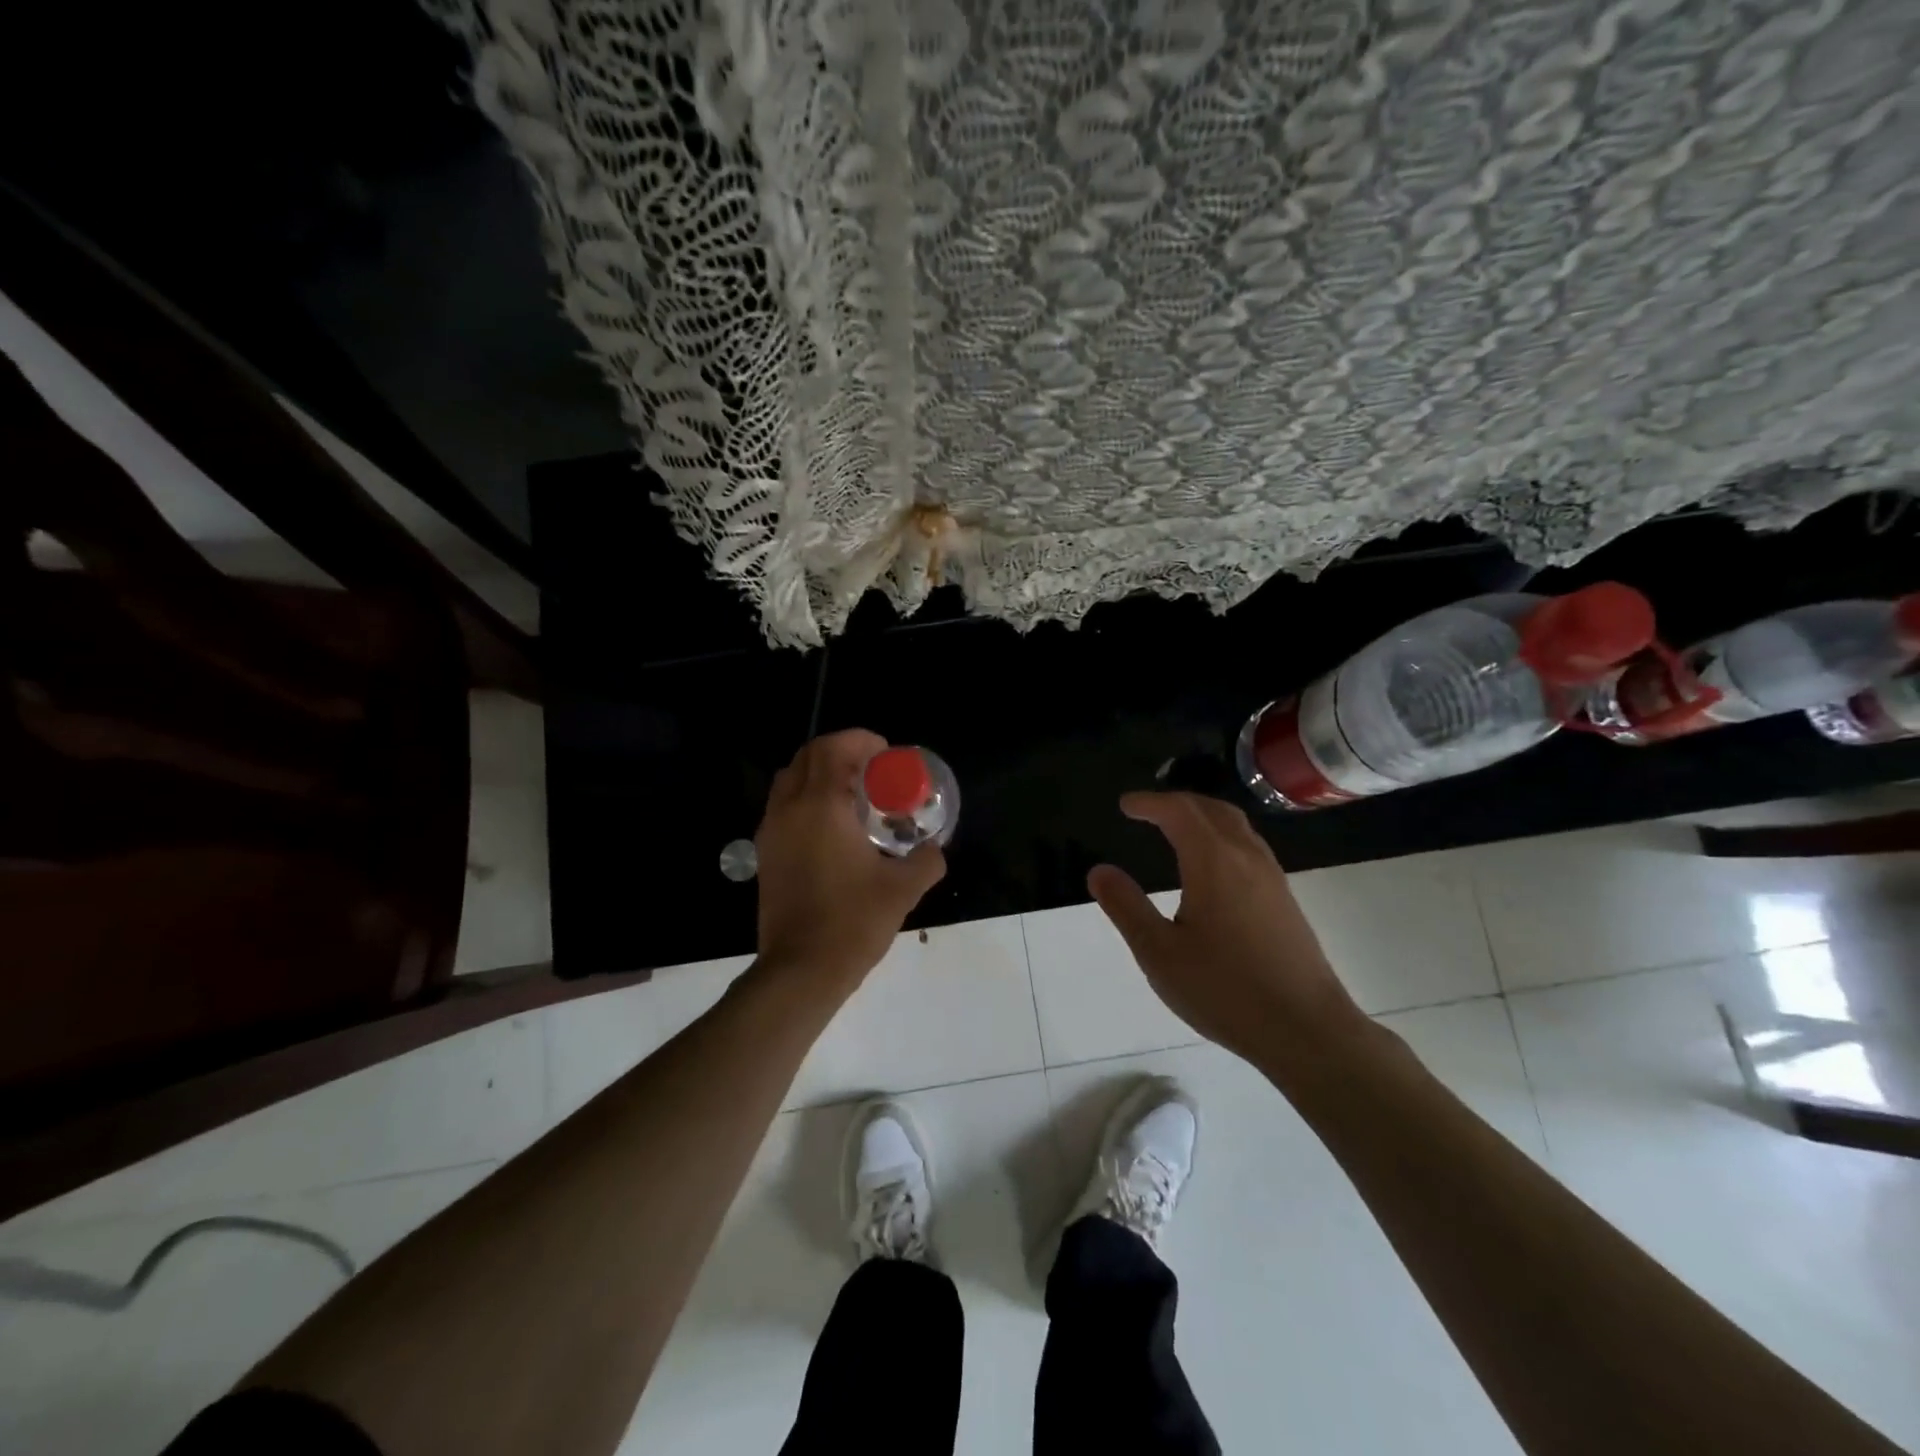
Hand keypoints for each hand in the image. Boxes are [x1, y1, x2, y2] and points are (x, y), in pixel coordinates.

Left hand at [753, 730, 945, 988]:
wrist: (801, 971)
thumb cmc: (853, 923)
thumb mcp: (903, 889)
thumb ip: (927, 860)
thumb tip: (935, 848)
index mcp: (821, 807)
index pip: (833, 748)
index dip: (861, 740)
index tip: (886, 754)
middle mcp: (789, 809)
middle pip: (808, 756)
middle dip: (840, 752)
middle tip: (872, 770)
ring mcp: (771, 832)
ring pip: (790, 779)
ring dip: (820, 774)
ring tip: (852, 795)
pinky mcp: (766, 854)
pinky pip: (783, 806)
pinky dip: (806, 799)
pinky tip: (833, 828)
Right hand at [1087, 792, 1368, 1069]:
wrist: (1306, 1031)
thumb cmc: (1225, 990)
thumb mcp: (1159, 953)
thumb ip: (1126, 907)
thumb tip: (1099, 871)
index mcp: (1213, 862)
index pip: (1179, 811)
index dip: (1150, 803)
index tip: (1125, 805)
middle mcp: (1246, 858)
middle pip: (1212, 810)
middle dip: (1177, 802)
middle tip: (1148, 811)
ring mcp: (1272, 878)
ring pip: (1236, 826)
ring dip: (1203, 816)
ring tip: (1177, 829)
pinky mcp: (1284, 900)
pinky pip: (1249, 847)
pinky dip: (1222, 837)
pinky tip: (1213, 867)